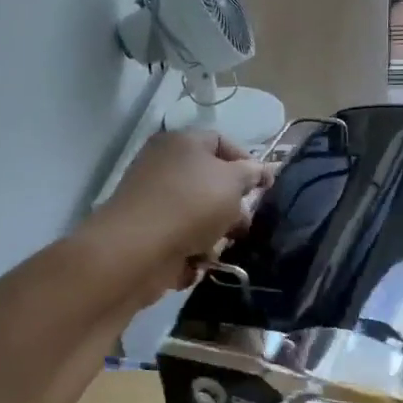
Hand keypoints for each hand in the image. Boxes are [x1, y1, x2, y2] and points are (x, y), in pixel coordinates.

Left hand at [93, 130, 272, 301]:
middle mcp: (164, 166)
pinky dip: (192, 252)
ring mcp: (154, 201)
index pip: (222, 142)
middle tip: (243, 224)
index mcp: (182, 143)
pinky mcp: (148, 234)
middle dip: (232, 206)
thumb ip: (252, 173)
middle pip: (211, 183)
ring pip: (199, 215)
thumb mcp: (232, 181)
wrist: (138, 250)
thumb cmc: (191, 205)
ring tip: (219, 247)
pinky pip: (182, 240)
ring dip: (215, 234)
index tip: (264, 188)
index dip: (247, 163)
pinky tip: (196, 261)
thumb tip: (263, 170)